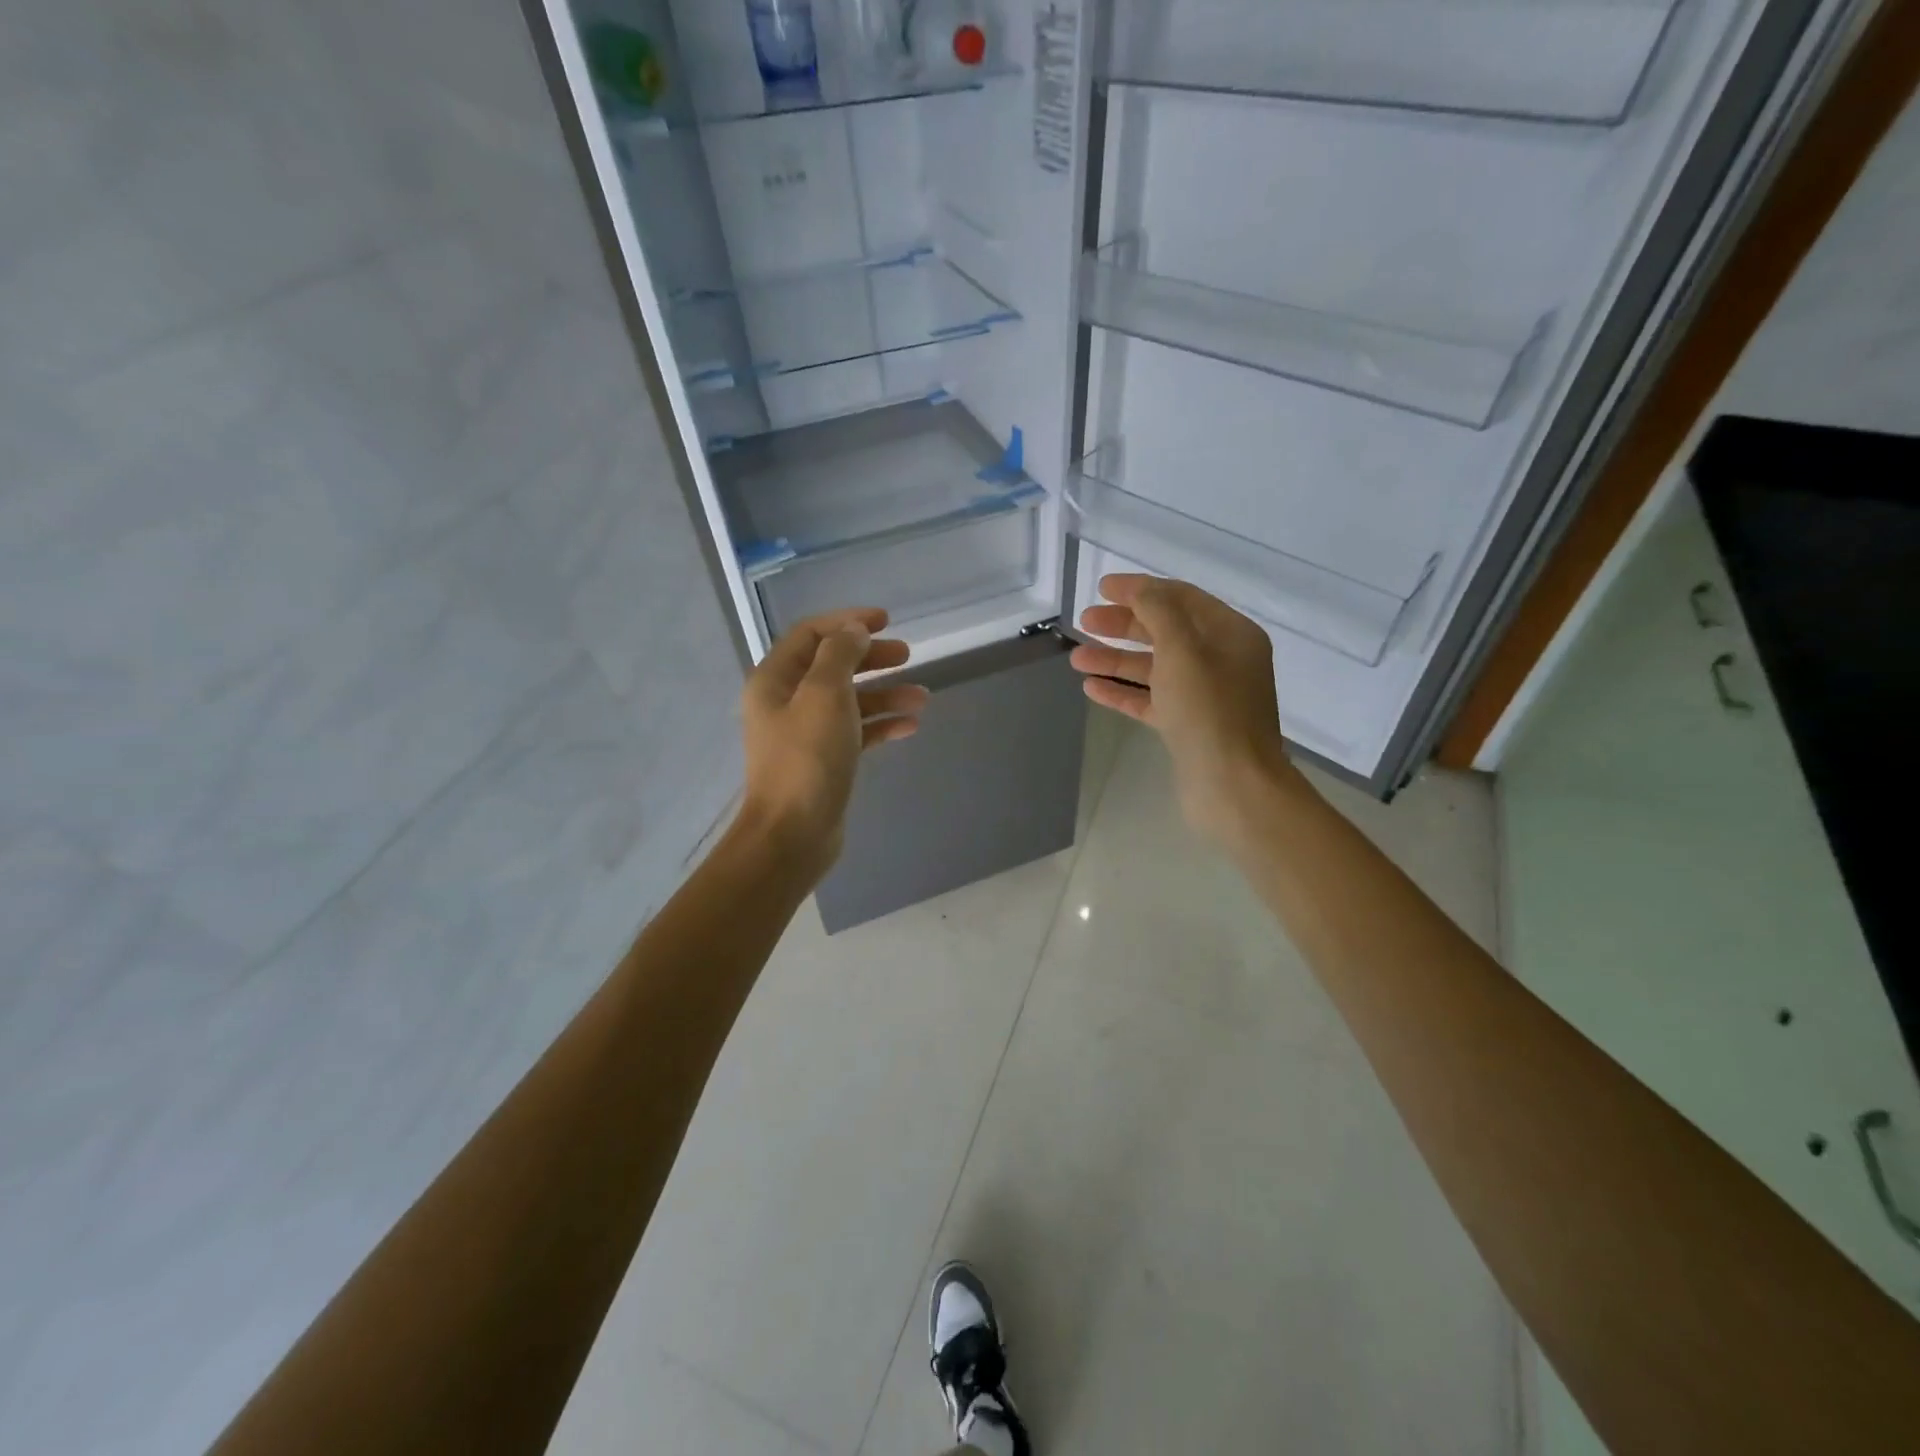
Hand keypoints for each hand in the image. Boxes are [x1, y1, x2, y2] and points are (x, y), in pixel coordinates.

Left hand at [736, 608, 928, 877]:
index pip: (811, 634)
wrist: (792, 835)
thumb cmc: (807, 759)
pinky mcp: (824, 761)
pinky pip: (856, 732)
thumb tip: (853, 631)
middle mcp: (786, 701)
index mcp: (775, 679)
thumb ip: (840, 654)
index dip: (847, 621)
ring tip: (922, 698)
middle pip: (832, 665)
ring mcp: (805, 733)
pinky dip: (881, 725)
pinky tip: (910, 727)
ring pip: (849, 700)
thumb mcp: (825, 695)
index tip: (886, 620)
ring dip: (884, 694)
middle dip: (870, 657)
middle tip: (907, 655)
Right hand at [1069, 574, 1298, 842]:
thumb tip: (1140, 590)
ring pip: (1154, 668)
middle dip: (1124, 624)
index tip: (1101, 588)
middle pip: (1165, 631)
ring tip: (1076, 658)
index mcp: (1231, 634)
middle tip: (1084, 622)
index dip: (1141, 589)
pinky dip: (1123, 692)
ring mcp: (1204, 696)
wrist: (1233, 786)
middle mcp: (1221, 661)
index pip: (1181, 598)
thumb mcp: (1183, 650)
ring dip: (1116, 659)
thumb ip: (1159, 612)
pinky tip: (1092, 688)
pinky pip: (1151, 700)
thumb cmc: (1209, 711)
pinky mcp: (1188, 727)